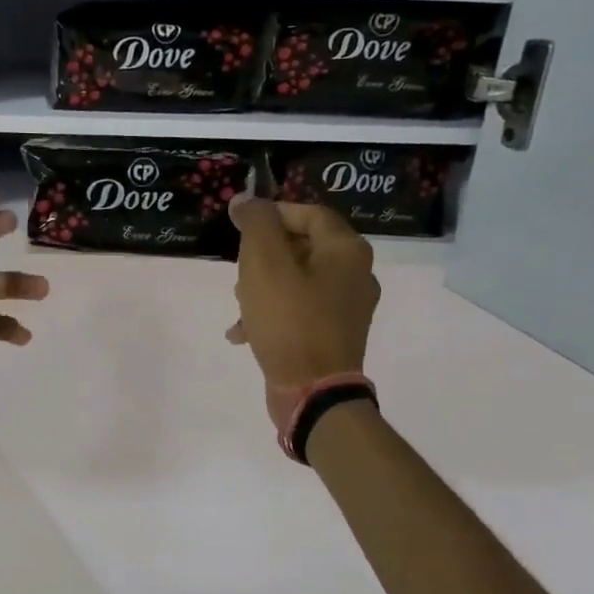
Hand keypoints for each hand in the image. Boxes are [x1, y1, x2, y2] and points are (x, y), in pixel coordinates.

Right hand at [226, 197, 378, 434]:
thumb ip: (256, 224)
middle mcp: (355, 274)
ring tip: (238, 303)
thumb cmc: (290, 320)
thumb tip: (246, 200)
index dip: (272, 213)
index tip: (240, 224)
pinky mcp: (333, 335)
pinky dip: (271, 314)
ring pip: (297, 280)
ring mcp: (346, 308)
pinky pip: (299, 311)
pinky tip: (243, 332)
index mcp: (346, 251)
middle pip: (303, 246)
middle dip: (263, 255)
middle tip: (238, 269)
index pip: (309, 212)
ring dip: (262, 286)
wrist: (313, 392)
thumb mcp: (264, 264)